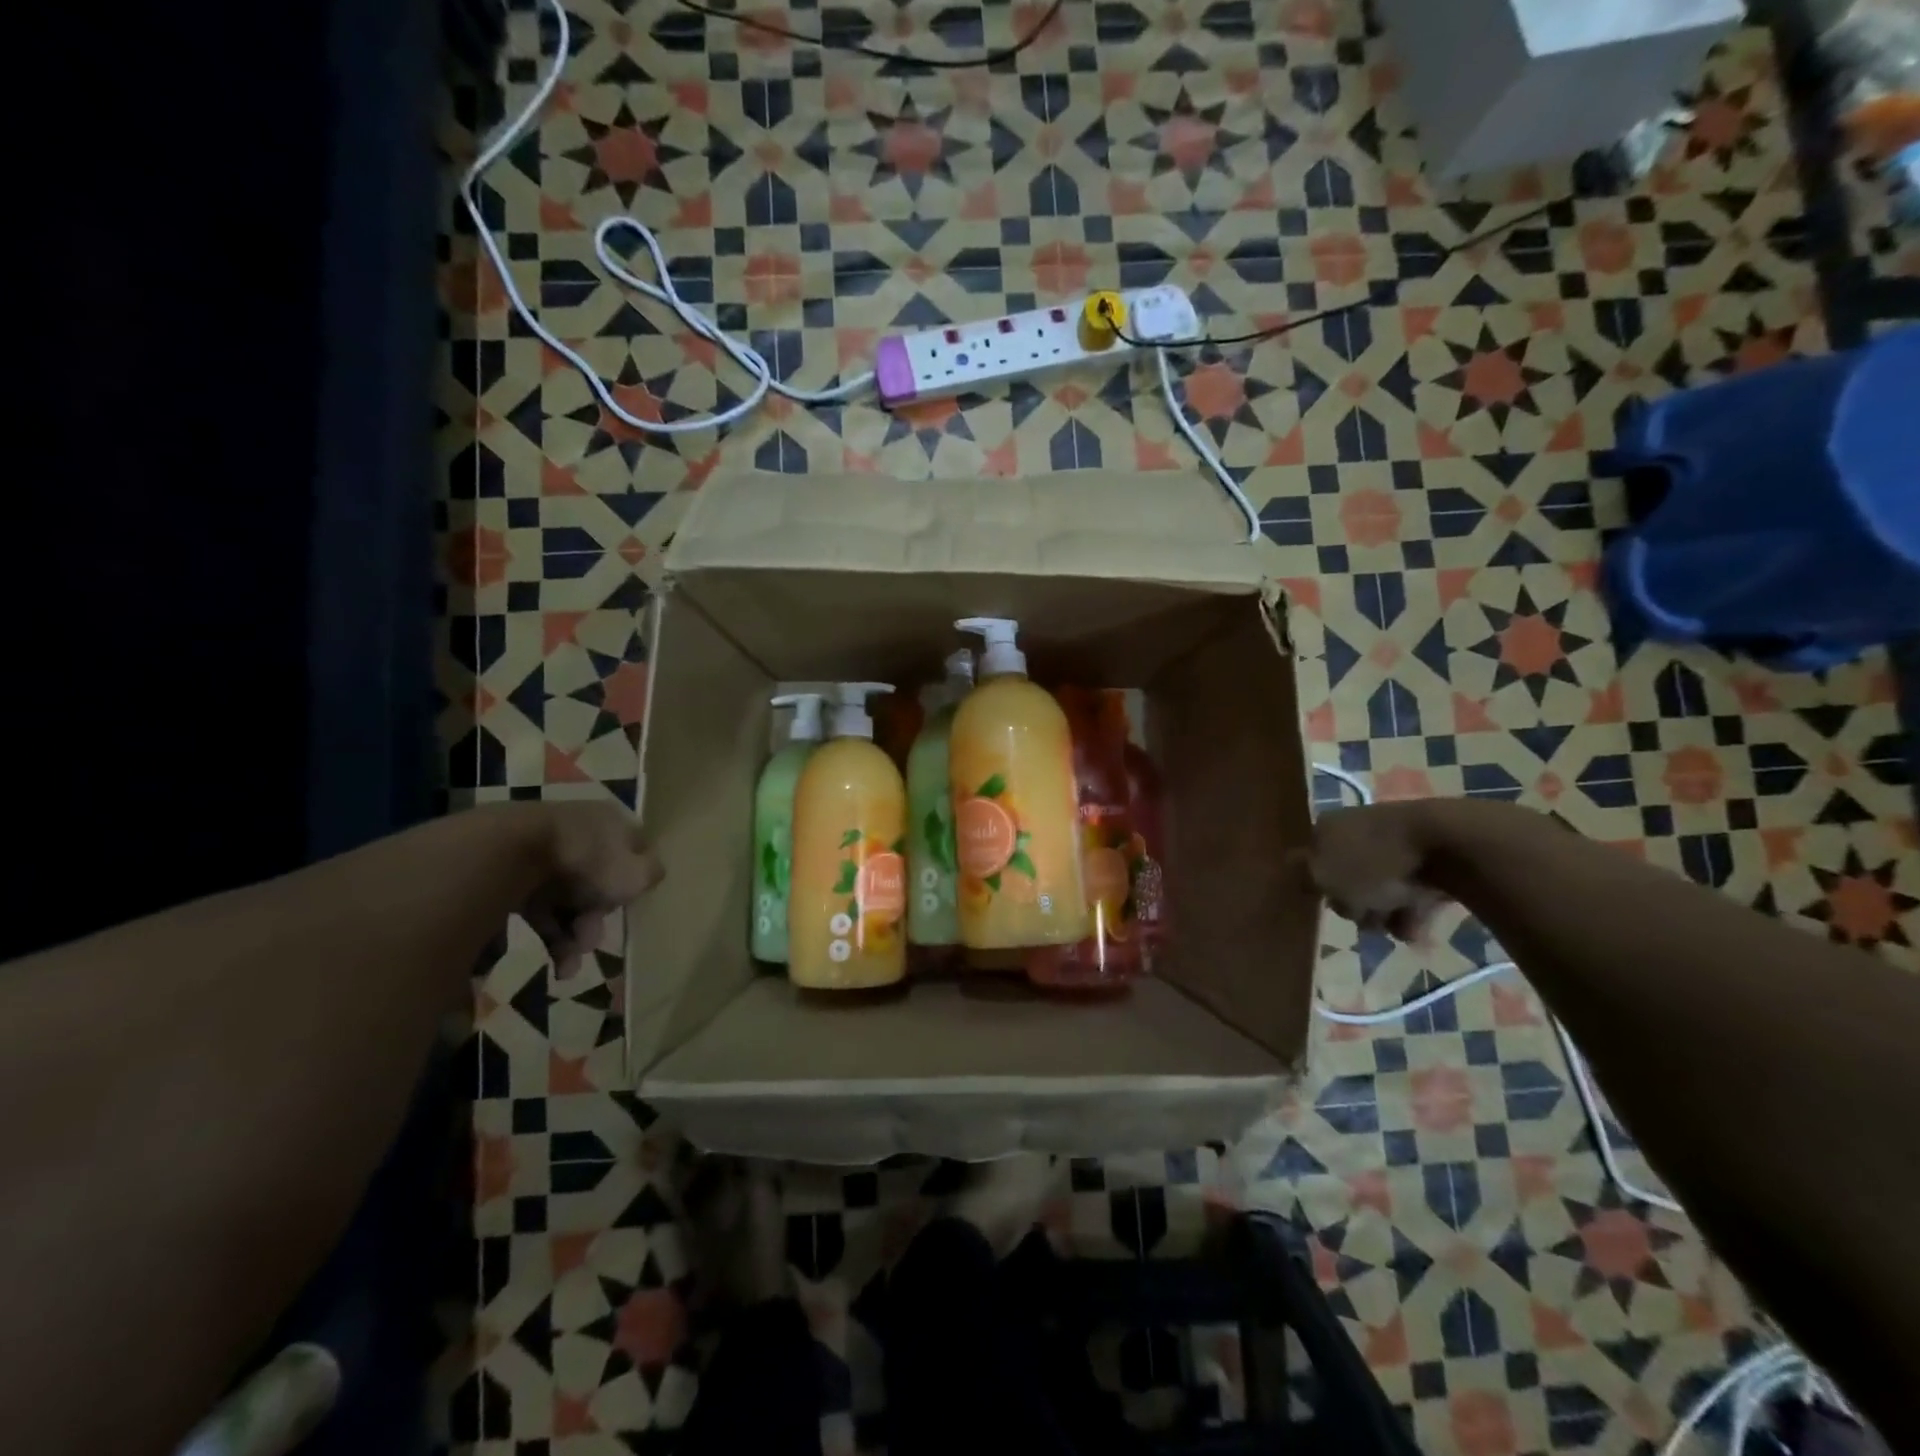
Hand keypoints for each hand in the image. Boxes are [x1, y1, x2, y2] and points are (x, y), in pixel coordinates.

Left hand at [521, 802, 663, 974]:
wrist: (509, 854)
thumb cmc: (587, 861)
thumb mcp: (636, 873)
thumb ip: (652, 875)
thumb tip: (650, 876)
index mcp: (613, 822)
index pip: (633, 852)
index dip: (635, 883)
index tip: (629, 908)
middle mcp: (582, 832)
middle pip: (599, 881)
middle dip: (598, 919)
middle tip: (591, 943)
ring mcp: (545, 852)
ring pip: (569, 900)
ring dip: (574, 936)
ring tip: (569, 964)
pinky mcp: (513, 874)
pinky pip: (540, 909)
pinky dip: (550, 935)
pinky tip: (554, 962)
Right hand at [1307, 801, 1449, 943]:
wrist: (1447, 846)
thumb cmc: (1373, 863)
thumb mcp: (1324, 875)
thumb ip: (1302, 876)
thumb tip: (1286, 866)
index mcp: (1326, 828)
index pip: (1310, 859)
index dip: (1316, 885)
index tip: (1326, 902)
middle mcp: (1356, 832)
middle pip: (1345, 880)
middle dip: (1354, 905)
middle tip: (1363, 914)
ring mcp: (1393, 846)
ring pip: (1379, 891)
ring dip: (1383, 915)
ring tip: (1395, 925)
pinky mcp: (1428, 861)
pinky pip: (1411, 894)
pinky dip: (1412, 914)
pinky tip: (1416, 927)